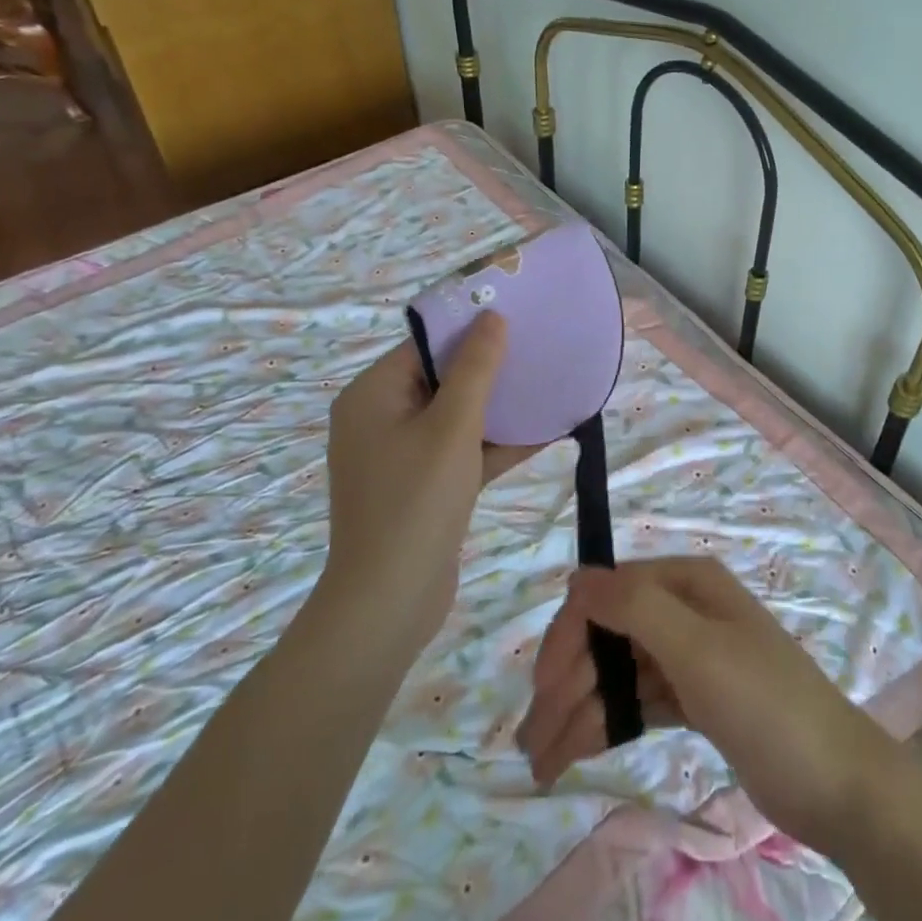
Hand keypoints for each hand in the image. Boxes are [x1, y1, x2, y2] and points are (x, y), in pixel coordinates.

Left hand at [318, 314, 536, 658]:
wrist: (389, 603)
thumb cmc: (416, 502)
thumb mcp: (452, 427)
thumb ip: (475, 369)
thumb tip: (492, 316)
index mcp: (372, 395)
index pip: (424, 346)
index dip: (469, 329)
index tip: (516, 317)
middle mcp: (380, 419)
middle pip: (441, 379)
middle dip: (491, 369)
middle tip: (539, 349)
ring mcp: (400, 456)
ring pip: (456, 417)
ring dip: (499, 408)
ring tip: (549, 386)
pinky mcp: (422, 486)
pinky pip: (461, 451)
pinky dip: (495, 443)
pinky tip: (546, 432)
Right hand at [514, 556, 910, 856]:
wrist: (837, 782)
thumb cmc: (766, 703)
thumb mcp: (698, 649)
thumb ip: (635, 608)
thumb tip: (577, 576)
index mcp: (686, 582)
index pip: (607, 595)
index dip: (569, 638)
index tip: (542, 691)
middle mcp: (683, 610)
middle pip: (607, 637)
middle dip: (567, 684)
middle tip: (531, 744)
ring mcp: (688, 656)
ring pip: (617, 674)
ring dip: (578, 712)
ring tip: (541, 765)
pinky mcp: (694, 698)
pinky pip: (637, 702)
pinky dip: (606, 724)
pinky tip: (576, 753)